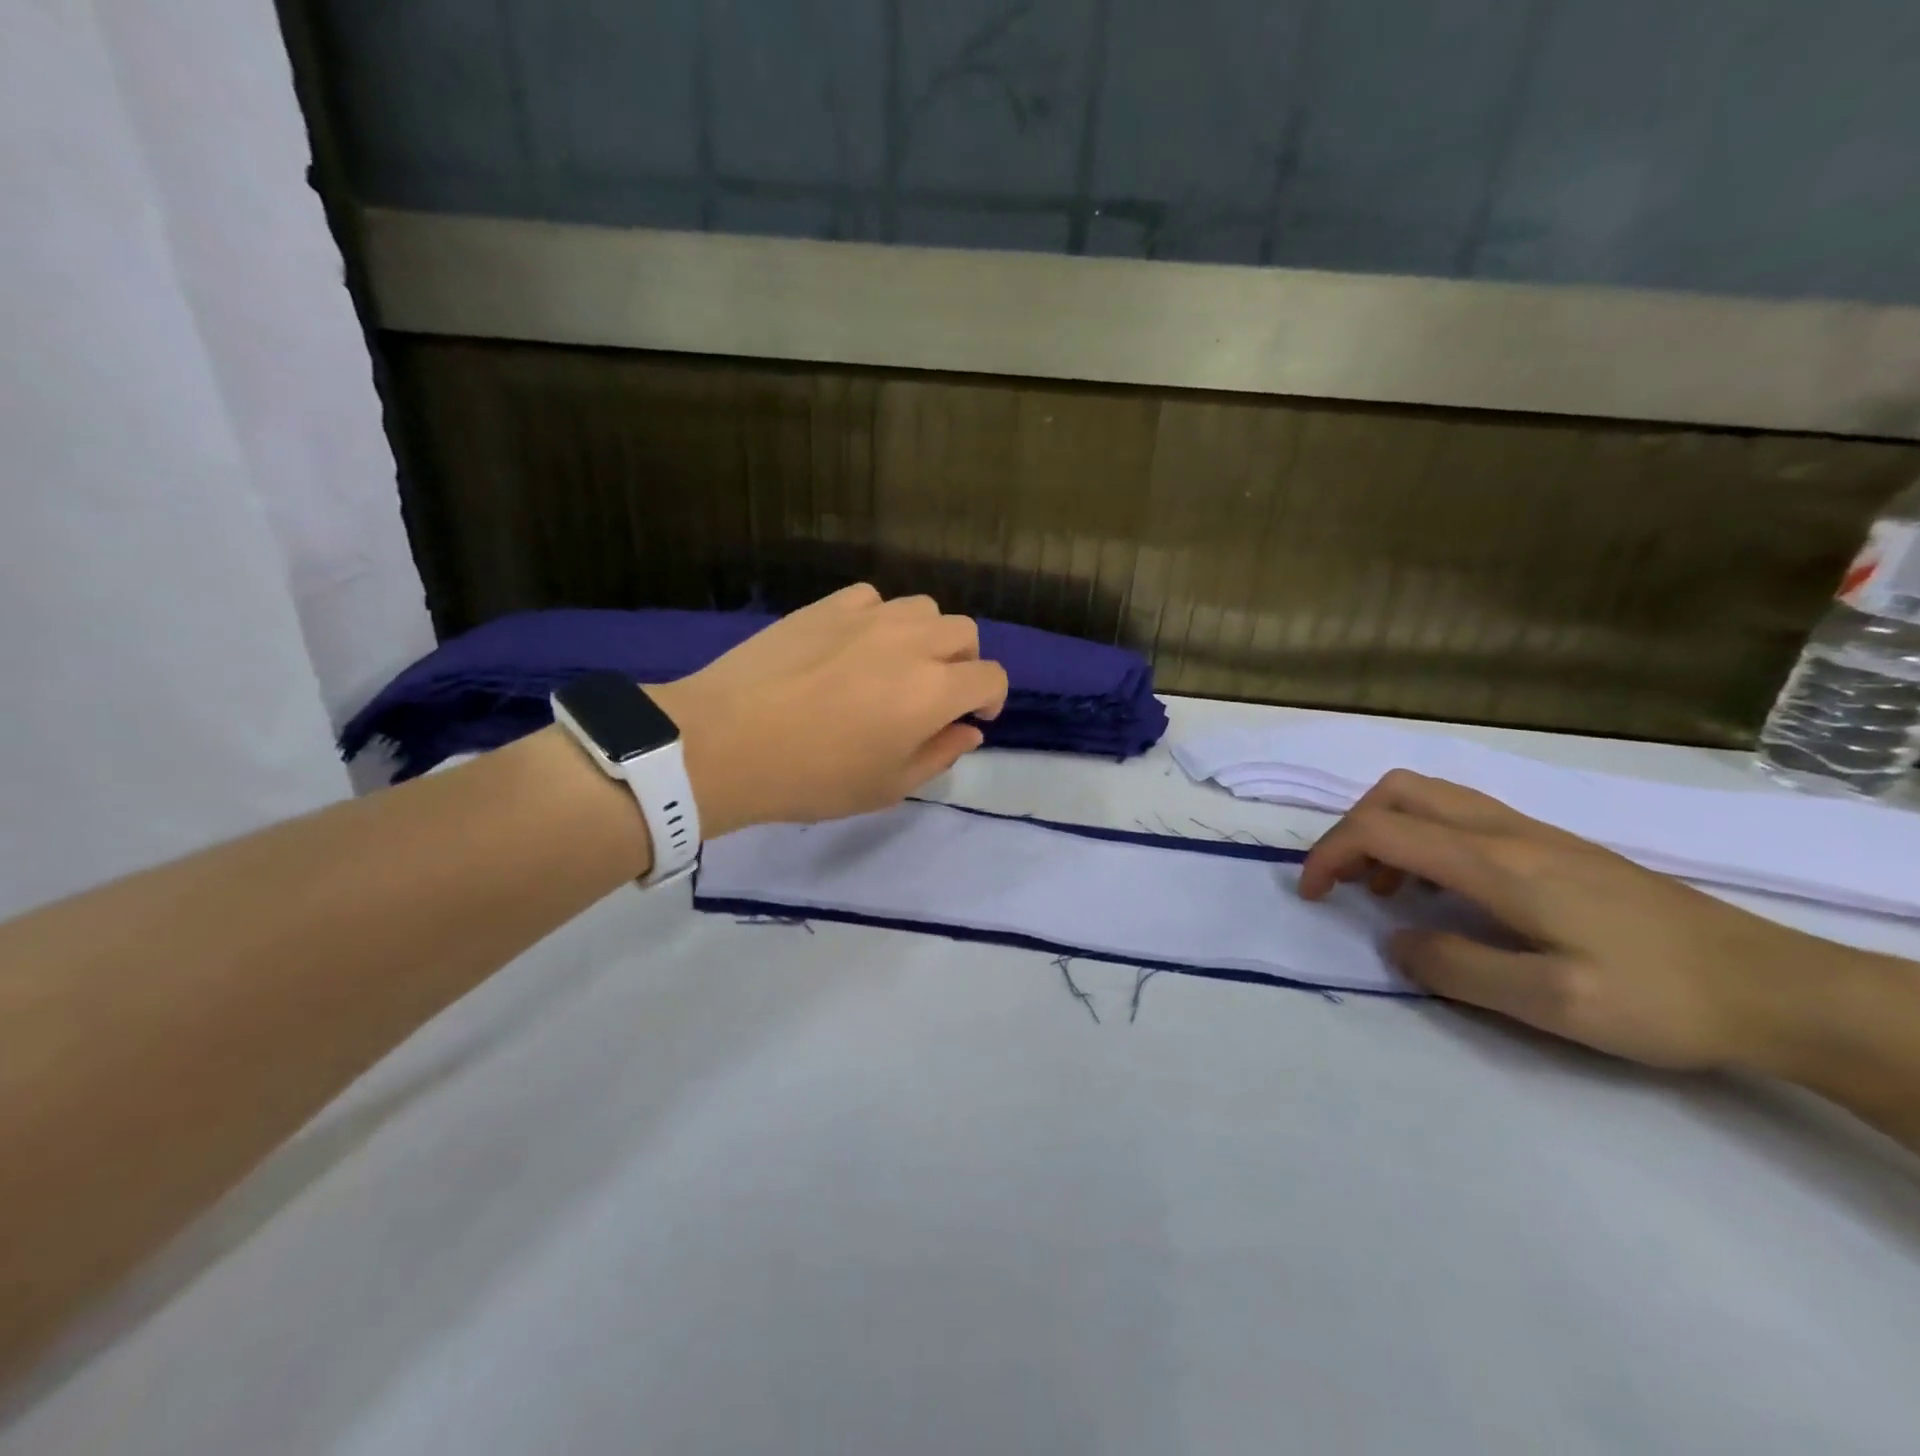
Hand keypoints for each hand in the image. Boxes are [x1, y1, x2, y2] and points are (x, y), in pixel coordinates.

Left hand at [649, 585, 1007, 838]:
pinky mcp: (826, 605)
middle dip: (964, 663)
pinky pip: (873, 599)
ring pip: (922, 608)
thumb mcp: (887, 786)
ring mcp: (866, 616)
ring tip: (899, 664)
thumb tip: (968, 731)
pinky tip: (856, 645)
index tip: (974, 718)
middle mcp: (910, 641)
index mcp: (933, 689)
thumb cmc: (813, 777)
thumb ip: (939, 755)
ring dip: (926, 636)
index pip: (990, 677)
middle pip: (963, 632)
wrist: (727, 742)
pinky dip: (880, 619)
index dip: (992, 698)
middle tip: (937, 693)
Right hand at [1299, 770, 1866, 1071]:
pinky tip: (1440, 890)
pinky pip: (1460, 817)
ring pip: (1429, 797)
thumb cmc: (1659, 997)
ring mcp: (1533, 833)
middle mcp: (1506, 832)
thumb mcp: (1549, 1002)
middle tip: (1343, 882)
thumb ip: (1456, 967)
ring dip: (1386, 831)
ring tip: (1383, 890)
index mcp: (1496, 862)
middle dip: (1352, 828)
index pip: (1382, 829)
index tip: (1311, 893)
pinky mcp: (1553, 846)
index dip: (1330, 853)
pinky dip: (1422, 838)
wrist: (1775, 987)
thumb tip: (1395, 941)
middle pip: (1400, 791)